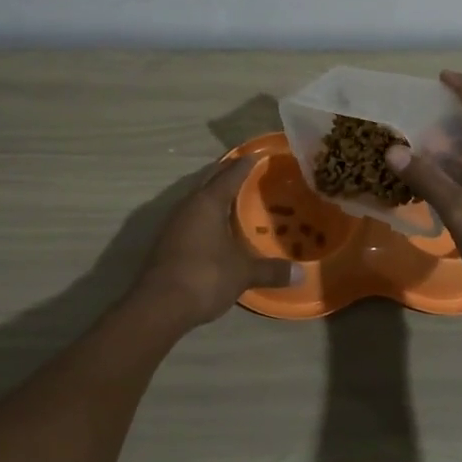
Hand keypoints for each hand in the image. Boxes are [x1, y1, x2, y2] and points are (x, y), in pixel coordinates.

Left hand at [129, 157, 299, 328]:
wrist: (159, 306)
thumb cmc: (205, 277)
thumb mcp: (243, 273)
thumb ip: (271, 270)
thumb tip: (302, 274)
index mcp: (207, 202)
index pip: (229, 175)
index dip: (245, 165)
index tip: (258, 155)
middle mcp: (188, 206)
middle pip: (209, 181)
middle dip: (227, 174)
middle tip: (248, 171)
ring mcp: (174, 223)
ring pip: (197, 199)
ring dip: (214, 195)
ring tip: (235, 197)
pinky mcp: (167, 242)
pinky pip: (191, 217)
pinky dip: (206, 215)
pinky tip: (216, 227)